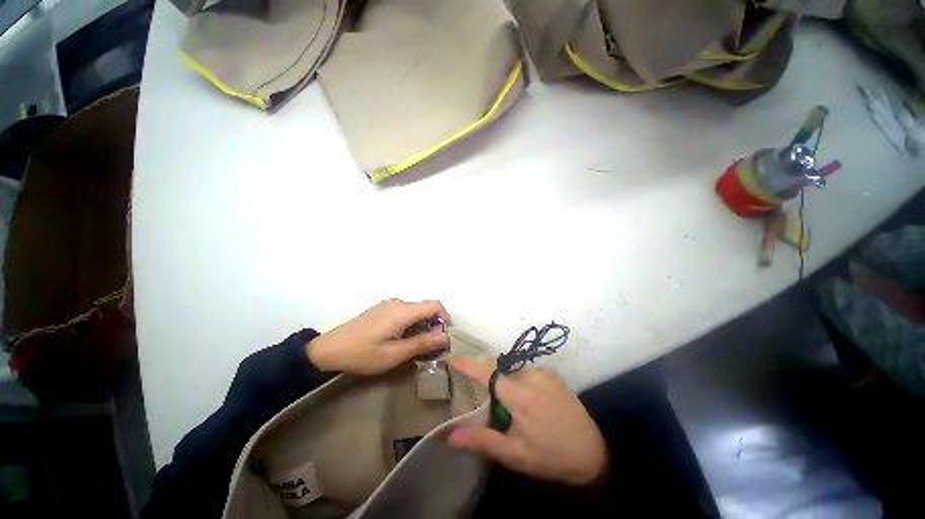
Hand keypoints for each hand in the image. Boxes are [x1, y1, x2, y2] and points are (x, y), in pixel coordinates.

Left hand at [306, 299, 450, 374]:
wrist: (327, 349)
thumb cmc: (362, 353)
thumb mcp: (394, 354)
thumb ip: (422, 343)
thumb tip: (445, 336)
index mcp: (403, 311)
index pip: (435, 305)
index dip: (445, 317)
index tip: (445, 336)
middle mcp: (398, 302)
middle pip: (425, 308)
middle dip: (433, 325)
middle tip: (431, 347)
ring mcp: (388, 305)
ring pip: (415, 311)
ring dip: (422, 326)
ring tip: (416, 346)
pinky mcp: (382, 309)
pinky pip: (404, 312)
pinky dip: (411, 324)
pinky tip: (402, 339)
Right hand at [447, 357, 606, 485]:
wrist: (592, 452)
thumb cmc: (549, 455)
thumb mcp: (514, 454)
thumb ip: (482, 440)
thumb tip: (450, 436)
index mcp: (519, 395)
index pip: (486, 372)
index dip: (468, 364)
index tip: (452, 358)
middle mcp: (530, 376)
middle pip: (499, 374)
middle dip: (491, 386)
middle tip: (497, 410)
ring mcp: (543, 373)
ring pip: (513, 374)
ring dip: (508, 387)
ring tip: (519, 413)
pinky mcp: (552, 375)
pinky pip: (527, 375)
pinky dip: (521, 385)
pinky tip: (533, 406)